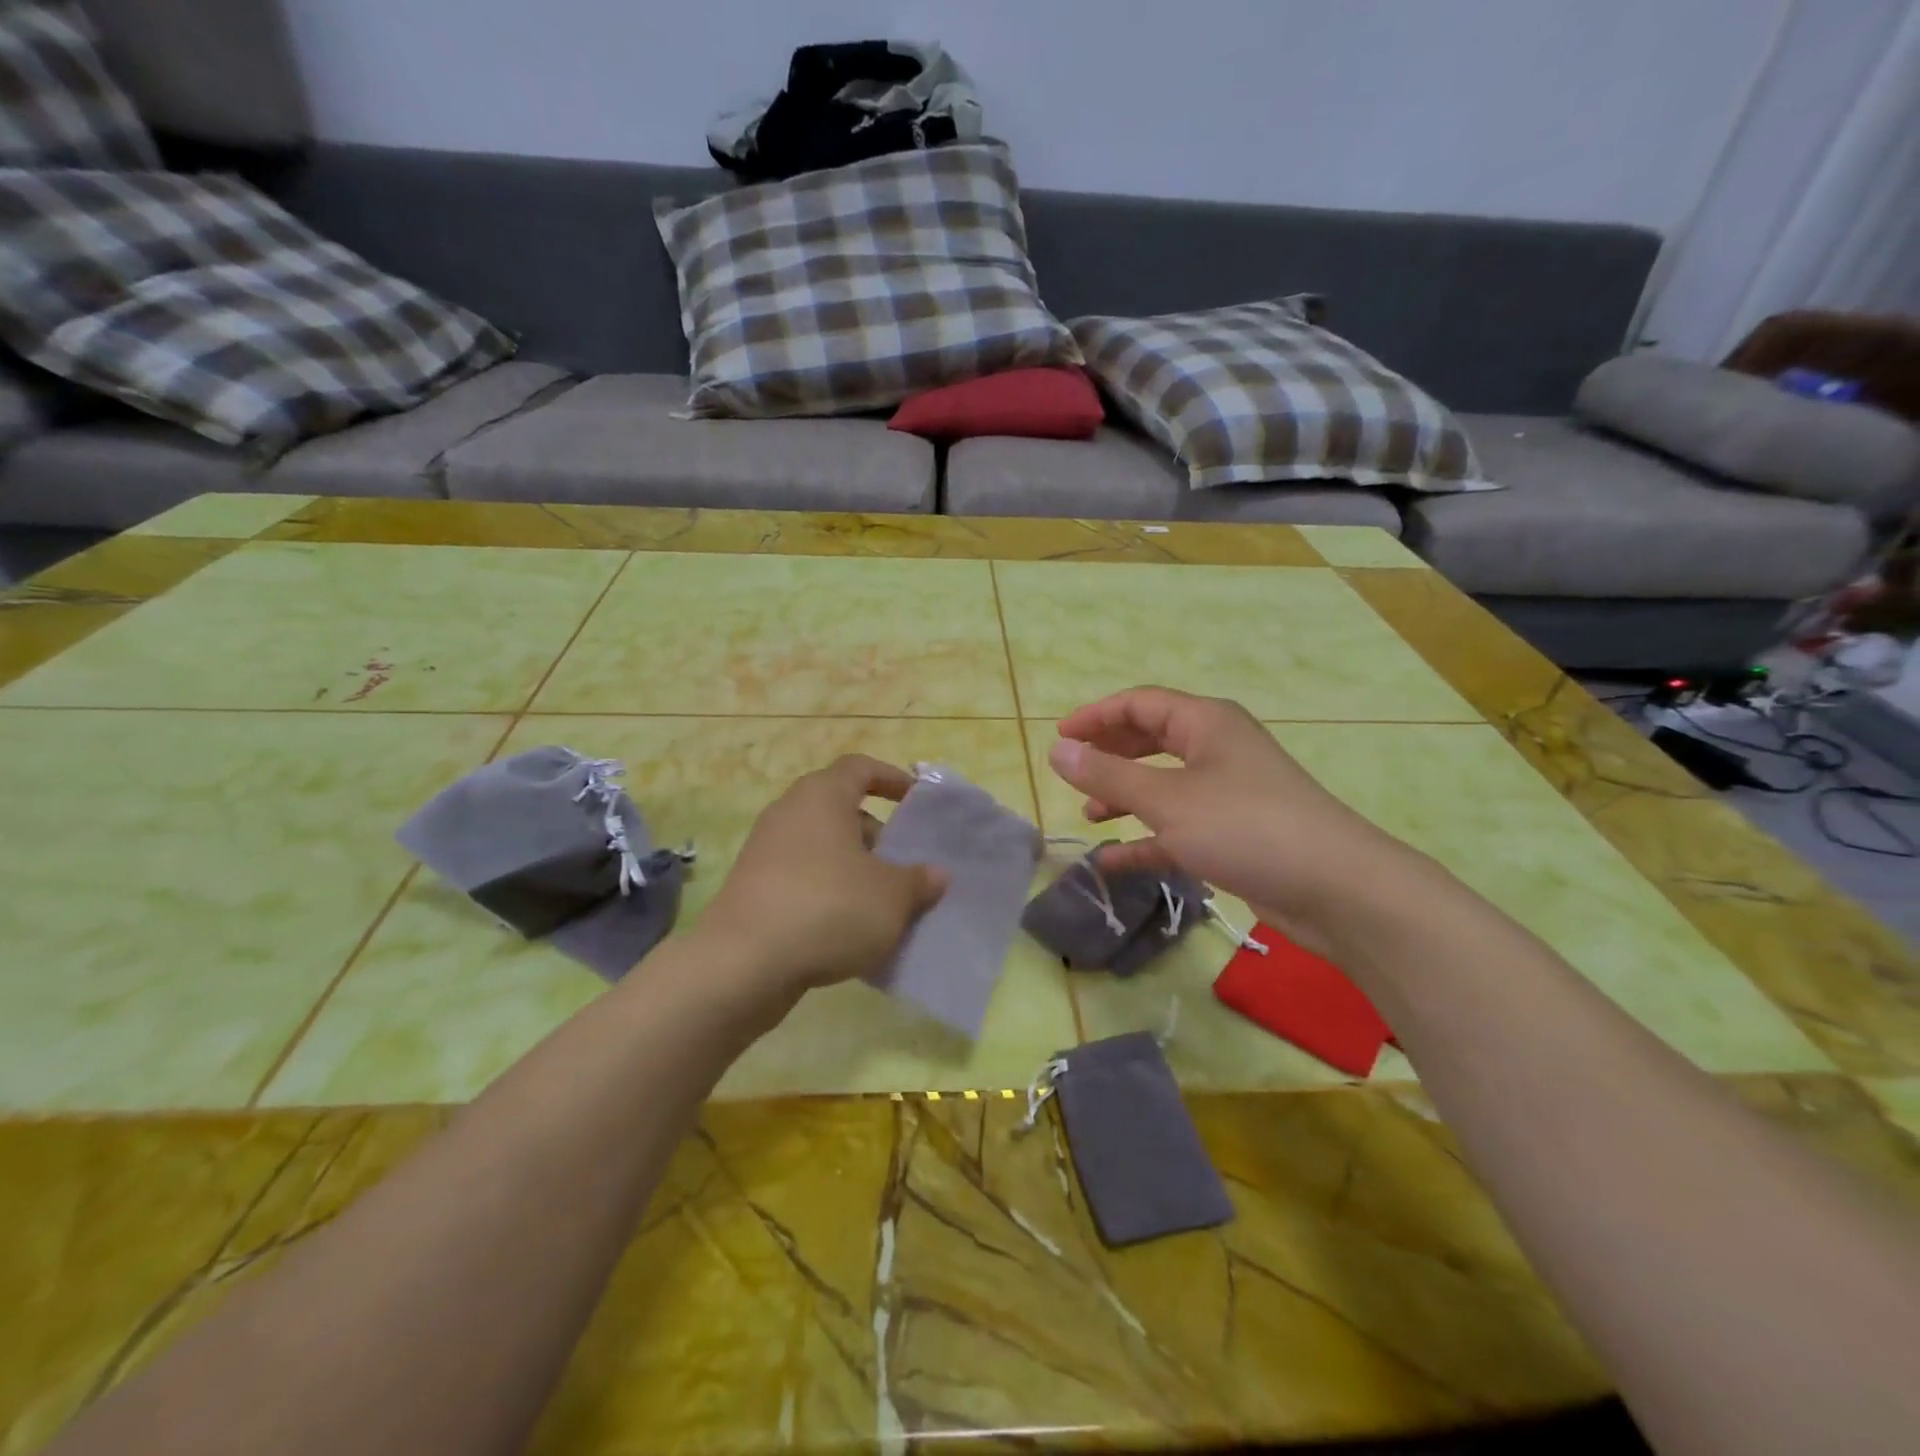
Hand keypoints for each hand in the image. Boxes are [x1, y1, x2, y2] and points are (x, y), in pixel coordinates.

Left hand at [693, 755, 947, 1013]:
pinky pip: (802, 879)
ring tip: (883, 905)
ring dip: (854, 870)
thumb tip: (935, 875)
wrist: (742, 964)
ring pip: (823, 849)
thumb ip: (919, 881)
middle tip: (905, 868)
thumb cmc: (828, 908)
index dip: (891, 778)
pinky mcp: (753, 888)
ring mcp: (765, 851)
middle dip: (877, 837)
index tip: (916, 800)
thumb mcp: (891, 897)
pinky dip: (828, 893)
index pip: (860, 768)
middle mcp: (789, 813)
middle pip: (841, 811)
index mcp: (822, 796)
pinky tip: (849, 931)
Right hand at [1048, 687, 1424, 957]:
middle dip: (1110, 754)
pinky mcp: (1235, 833)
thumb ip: (1108, 774)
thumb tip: (1057, 750)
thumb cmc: (1245, 826)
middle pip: (1151, 739)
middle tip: (1072, 772)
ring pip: (1164, 784)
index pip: (1140, 704)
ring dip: (1125, 796)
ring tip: (1089, 814)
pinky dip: (1147, 838)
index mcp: (1205, 723)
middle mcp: (1217, 749)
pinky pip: (1179, 826)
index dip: (1096, 716)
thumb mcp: (1167, 799)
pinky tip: (1114, 859)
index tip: (1059, 738)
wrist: (1336, 888)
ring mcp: (1228, 792)